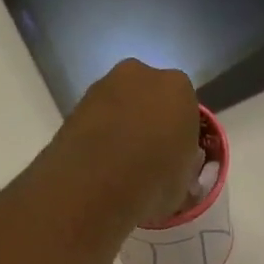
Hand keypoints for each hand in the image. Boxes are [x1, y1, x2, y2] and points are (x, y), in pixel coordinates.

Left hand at [50, 59, 201, 225]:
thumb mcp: (184, 185)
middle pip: (152, 100)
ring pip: (122, 106)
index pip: (187, 111)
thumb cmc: (152, 184)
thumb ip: (185, 167)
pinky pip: (98, 119)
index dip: (181, 137)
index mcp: (179, 89)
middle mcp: (142, 75)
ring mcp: (104, 85)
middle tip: (147, 160)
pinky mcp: (76, 103)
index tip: (175, 161)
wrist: (93, 188)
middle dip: (151, 124)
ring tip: (120, 165)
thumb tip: (178, 165)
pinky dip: (100, 135)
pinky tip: (100, 164)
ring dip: (123, 128)